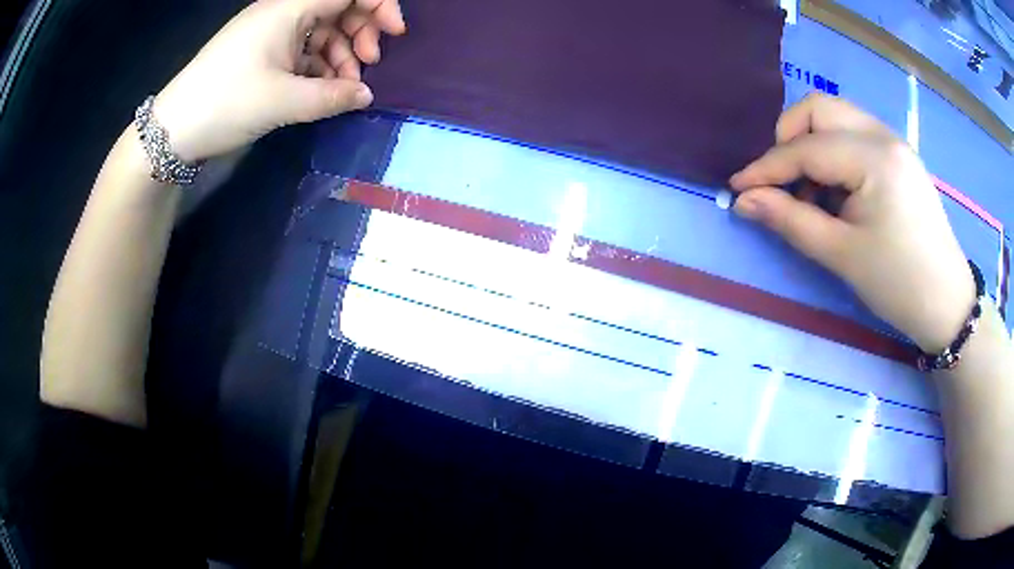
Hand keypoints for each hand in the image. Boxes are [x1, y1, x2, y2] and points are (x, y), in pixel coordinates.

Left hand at [152, 0, 404, 162]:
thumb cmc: (225, 104)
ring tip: (345, 88)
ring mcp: (271, 33)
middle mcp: (282, 13)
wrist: (172, 130)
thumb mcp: (282, 102)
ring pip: (322, 32)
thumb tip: (366, 95)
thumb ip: (332, 96)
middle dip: (361, 33)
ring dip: (341, 55)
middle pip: (338, 9)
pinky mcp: (262, 54)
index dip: (379, 5)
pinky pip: (302, 51)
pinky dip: (319, 67)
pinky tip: (324, 90)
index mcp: (288, 9)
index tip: (395, 33)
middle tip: (368, 65)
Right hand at [729, 93, 974, 352]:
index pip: (807, 148)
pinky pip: (854, 134)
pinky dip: (834, 152)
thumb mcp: (842, 255)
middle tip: (782, 183)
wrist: (947, 302)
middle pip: (819, 109)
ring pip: (836, 117)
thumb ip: (790, 220)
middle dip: (789, 138)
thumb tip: (744, 200)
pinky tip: (836, 191)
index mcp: (874, 158)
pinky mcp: (898, 155)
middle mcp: (883, 135)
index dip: (767, 168)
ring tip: (811, 193)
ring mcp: (893, 141)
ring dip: (811, 144)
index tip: (737, 188)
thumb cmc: (898, 284)